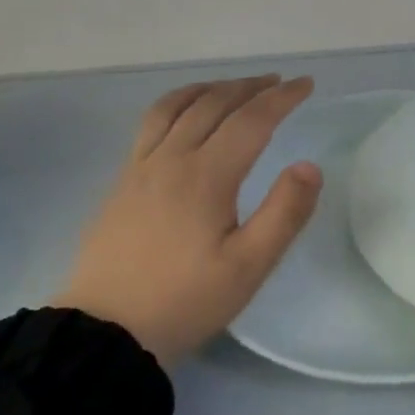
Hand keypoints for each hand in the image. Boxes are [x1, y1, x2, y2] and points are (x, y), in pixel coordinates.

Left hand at [53, 74, 321, 368]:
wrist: (104, 332)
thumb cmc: (184, 300)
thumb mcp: (248, 268)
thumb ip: (284, 213)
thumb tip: (310, 165)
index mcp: (206, 176)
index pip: (251, 120)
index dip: (282, 98)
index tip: (306, 85)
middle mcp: (172, 158)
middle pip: (214, 103)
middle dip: (250, 87)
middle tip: (278, 83)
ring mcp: (141, 166)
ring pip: (178, 105)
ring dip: (212, 87)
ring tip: (233, 87)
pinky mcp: (122, 180)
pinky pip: (152, 121)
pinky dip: (178, 102)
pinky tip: (183, 114)